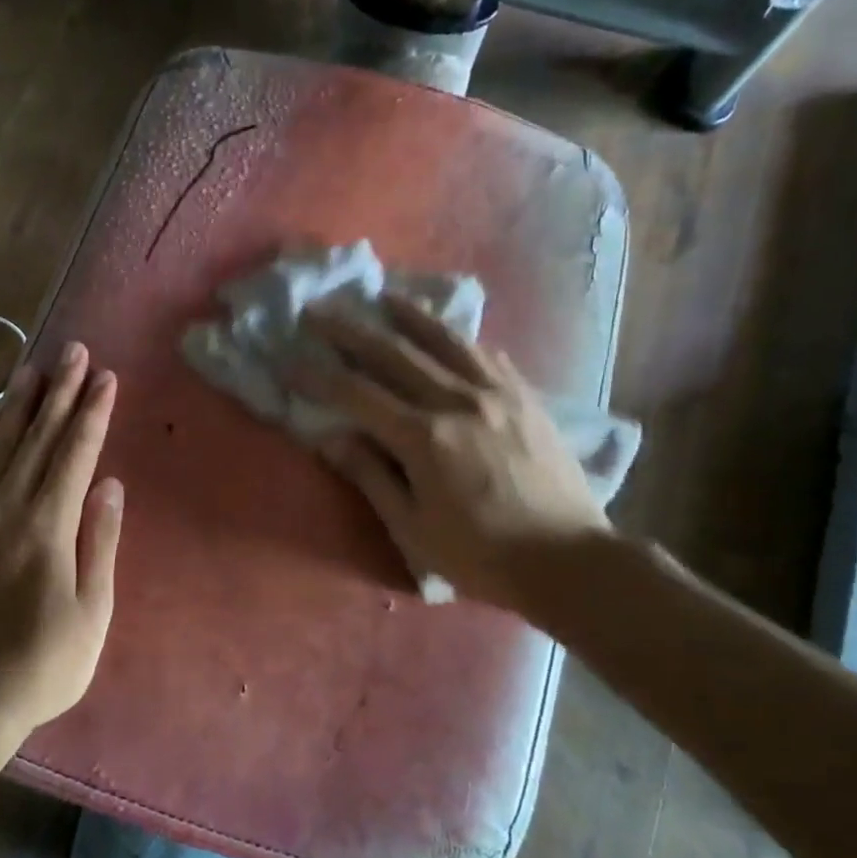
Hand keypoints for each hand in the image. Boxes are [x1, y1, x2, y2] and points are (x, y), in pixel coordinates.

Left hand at [0, 342, 122, 740]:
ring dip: (17, 405)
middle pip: (36, 439)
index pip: (74, 455)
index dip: (92, 413)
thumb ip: (98, 542)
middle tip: (74, 352)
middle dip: (59, 392)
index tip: (106, 377)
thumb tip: (108, 484)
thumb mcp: (92, 613)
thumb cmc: (41, 665)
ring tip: (34, 368)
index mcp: (46, 528)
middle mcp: (2, 510)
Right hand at [295, 294, 610, 620]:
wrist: (568, 561)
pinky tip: (448, 332)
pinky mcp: (527, 397)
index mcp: (424, 438)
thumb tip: (332, 438)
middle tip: (319, 310)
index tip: (288, 360)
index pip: (357, 395)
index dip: (318, 376)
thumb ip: (371, 477)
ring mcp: (497, 394)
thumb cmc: (480, 556)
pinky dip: (458, 338)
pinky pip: (486, 354)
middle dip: (351, 331)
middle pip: (394, 354)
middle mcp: (458, 401)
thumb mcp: (413, 529)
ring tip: (383, 296)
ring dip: (408, 316)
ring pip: (445, 341)